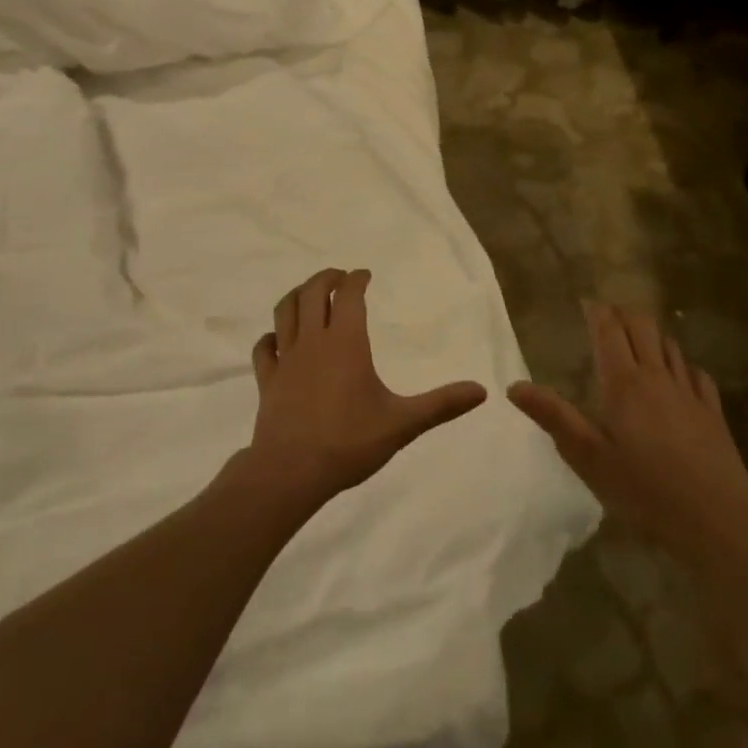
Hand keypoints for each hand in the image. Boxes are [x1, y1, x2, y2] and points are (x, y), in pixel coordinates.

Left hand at [245, 268, 486, 504]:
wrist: (290, 472)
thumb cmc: (348, 442)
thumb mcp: (402, 424)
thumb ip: (441, 405)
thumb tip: (482, 391)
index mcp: (346, 342)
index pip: (350, 295)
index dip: (357, 280)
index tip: (365, 274)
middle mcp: (314, 340)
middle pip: (313, 292)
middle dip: (326, 277)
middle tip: (339, 277)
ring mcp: (286, 359)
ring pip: (285, 311)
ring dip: (297, 295)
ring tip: (309, 294)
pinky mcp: (267, 380)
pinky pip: (264, 348)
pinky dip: (271, 336)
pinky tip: (277, 340)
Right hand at [508, 302, 747, 562]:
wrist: (718, 521)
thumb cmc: (645, 490)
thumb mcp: (589, 458)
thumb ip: (554, 417)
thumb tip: (514, 386)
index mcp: (624, 383)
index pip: (609, 330)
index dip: (597, 312)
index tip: (586, 303)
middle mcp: (657, 376)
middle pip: (642, 326)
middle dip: (623, 314)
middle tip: (607, 316)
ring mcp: (689, 392)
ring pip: (669, 345)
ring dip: (651, 334)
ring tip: (638, 338)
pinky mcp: (713, 412)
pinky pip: (696, 374)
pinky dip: (682, 364)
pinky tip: (680, 376)